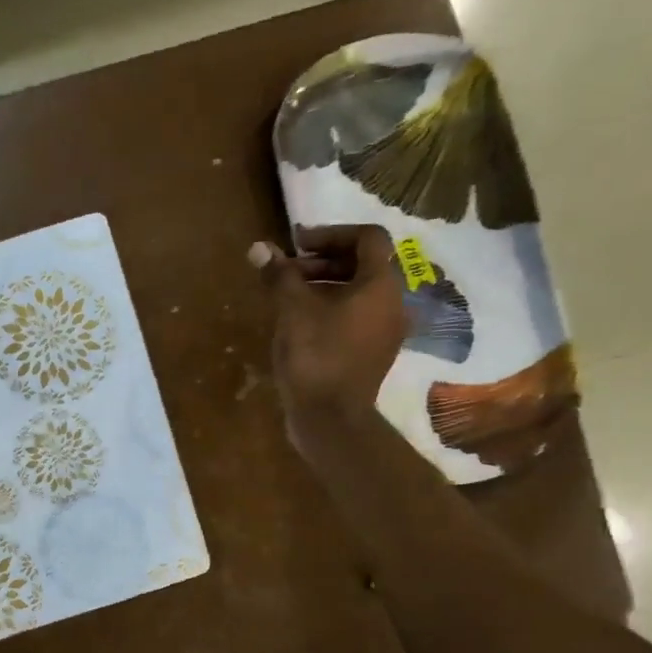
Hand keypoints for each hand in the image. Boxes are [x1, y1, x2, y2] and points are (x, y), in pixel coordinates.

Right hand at [250, 224, 406, 427]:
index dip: (332, 233)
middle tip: (288, 270)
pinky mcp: (372, 354)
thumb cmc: (315, 355)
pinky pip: (355, 317)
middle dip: (324, 260)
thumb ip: (279, 275)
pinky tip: (300, 324)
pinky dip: (331, 309)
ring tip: (289, 296)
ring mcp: (385, 332)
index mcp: (380, 285)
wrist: (330, 418)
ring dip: (325, 285)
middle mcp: (392, 303)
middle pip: (363, 265)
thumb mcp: (292, 310)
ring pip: (358, 293)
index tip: (298, 244)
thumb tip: (259, 247)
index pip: (368, 238)